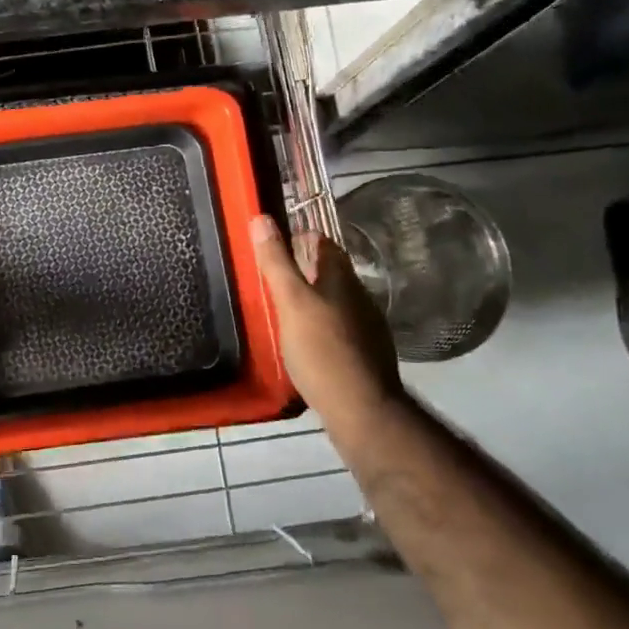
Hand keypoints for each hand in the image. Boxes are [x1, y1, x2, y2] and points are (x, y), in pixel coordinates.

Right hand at [251, 215, 401, 436]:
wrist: (362, 410)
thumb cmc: (322, 350)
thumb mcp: (290, 303)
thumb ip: (276, 262)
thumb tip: (262, 218)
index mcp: (342, 278)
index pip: (321, 242)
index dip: (298, 239)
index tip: (271, 247)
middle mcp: (359, 296)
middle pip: (329, 271)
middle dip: (302, 270)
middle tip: (270, 279)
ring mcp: (367, 326)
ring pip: (335, 300)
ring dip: (312, 299)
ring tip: (282, 310)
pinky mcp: (366, 353)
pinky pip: (339, 327)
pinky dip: (321, 325)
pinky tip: (306, 341)